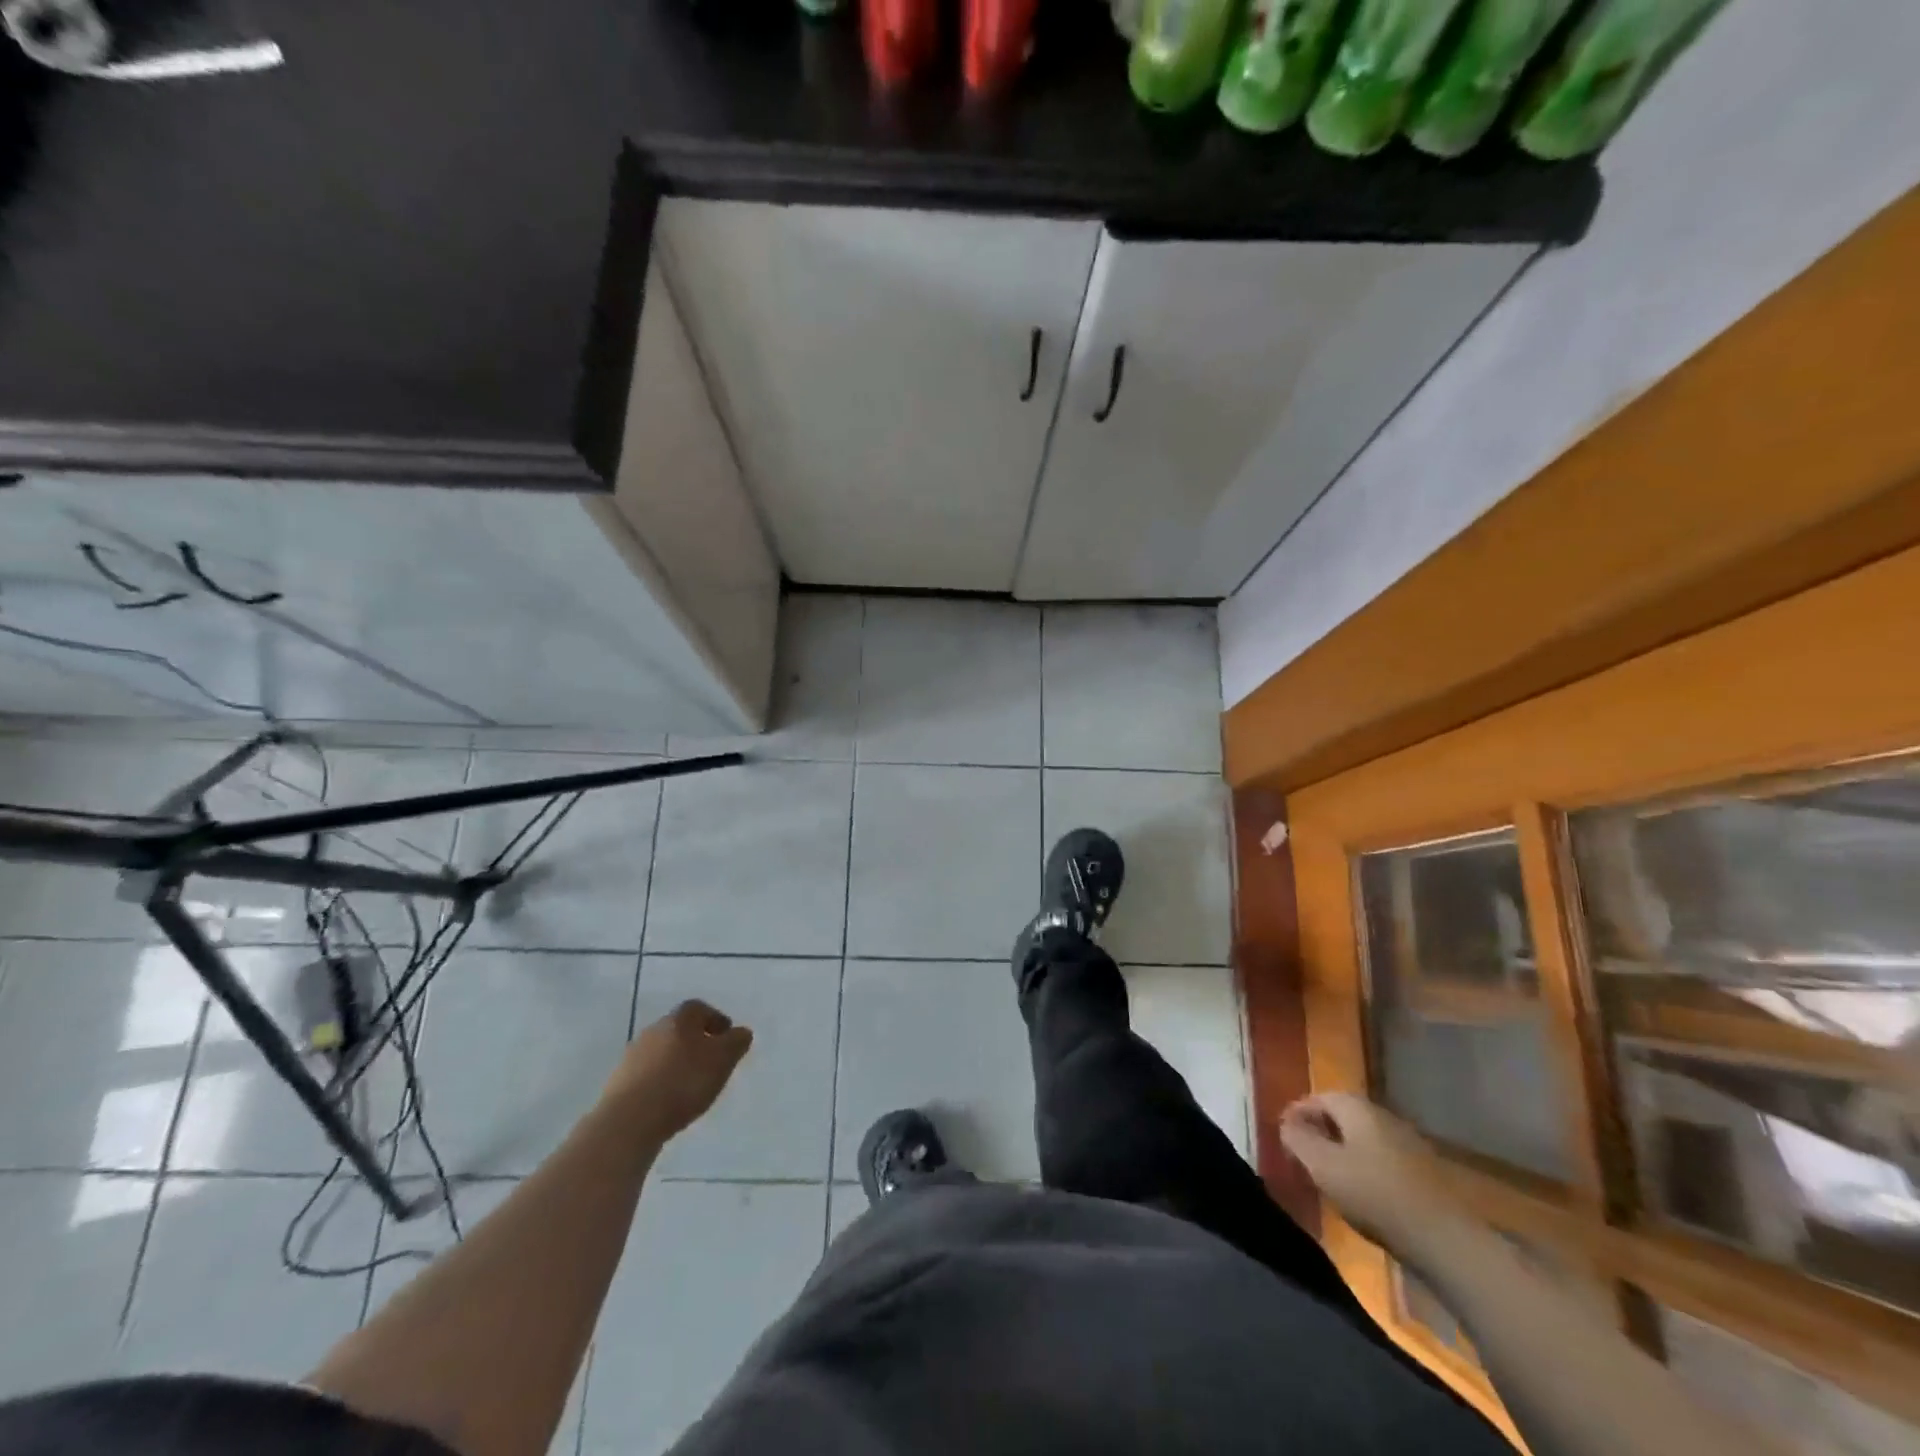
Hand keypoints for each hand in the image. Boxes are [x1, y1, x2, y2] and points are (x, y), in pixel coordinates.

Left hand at [607, 1000, 752, 1139]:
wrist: (629, 1121)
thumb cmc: (683, 1082)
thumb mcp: (723, 1059)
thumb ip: (736, 1042)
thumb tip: (741, 1032)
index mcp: (679, 1019)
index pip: (700, 1008)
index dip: (716, 1020)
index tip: (727, 1037)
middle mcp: (653, 1030)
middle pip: (679, 1030)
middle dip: (696, 1042)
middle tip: (712, 1062)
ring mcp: (632, 1057)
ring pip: (662, 1053)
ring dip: (677, 1063)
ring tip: (691, 1086)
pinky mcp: (618, 1084)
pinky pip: (647, 1076)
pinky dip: (661, 1083)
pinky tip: (668, 1102)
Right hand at [1278, 1092, 1461, 1256]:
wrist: (1445, 1239)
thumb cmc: (1375, 1195)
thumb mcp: (1323, 1166)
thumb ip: (1298, 1139)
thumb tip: (1287, 1124)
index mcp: (1357, 1107)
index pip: (1318, 1097)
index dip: (1298, 1113)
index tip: (1283, 1135)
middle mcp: (1383, 1115)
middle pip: (1343, 1115)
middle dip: (1320, 1130)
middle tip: (1303, 1154)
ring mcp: (1408, 1143)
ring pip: (1363, 1137)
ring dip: (1342, 1149)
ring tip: (1328, 1175)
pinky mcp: (1423, 1172)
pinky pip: (1382, 1158)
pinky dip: (1364, 1166)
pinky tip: (1361, 1191)